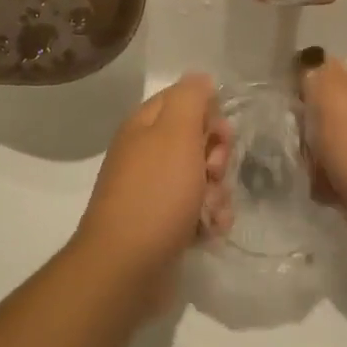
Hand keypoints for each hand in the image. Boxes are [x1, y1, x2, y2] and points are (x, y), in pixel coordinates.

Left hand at [75, 73, 231, 310]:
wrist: (126, 267)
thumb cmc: (156, 193)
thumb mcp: (176, 133)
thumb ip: (191, 98)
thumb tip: (200, 79)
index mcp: (145, 126)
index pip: (185, 101)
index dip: (210, 115)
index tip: (219, 136)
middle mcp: (147, 154)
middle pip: (197, 141)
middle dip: (217, 158)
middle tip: (213, 175)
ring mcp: (153, 191)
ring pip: (202, 178)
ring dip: (217, 193)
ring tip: (212, 212)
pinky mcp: (163, 224)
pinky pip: (196, 210)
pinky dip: (208, 219)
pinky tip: (210, 232)